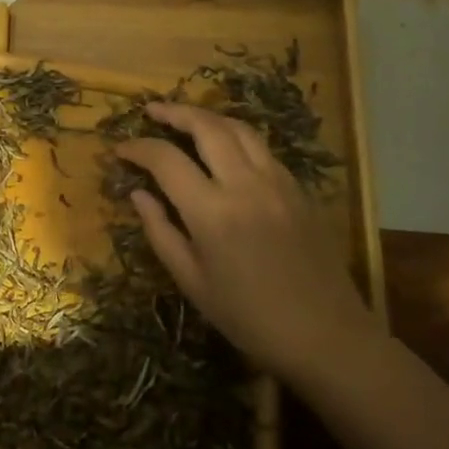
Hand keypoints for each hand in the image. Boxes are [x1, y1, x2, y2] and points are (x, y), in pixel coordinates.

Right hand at [116, 103, 374, 388]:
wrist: (327, 337)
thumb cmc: (250, 318)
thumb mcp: (192, 282)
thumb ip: (160, 232)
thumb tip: (138, 194)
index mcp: (212, 212)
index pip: (165, 160)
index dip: (138, 148)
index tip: (121, 149)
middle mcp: (245, 184)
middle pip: (206, 127)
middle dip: (174, 112)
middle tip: (151, 111)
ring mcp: (277, 181)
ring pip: (239, 128)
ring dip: (207, 117)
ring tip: (186, 119)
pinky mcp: (298, 188)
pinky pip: (262, 147)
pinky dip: (236, 136)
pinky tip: (225, 147)